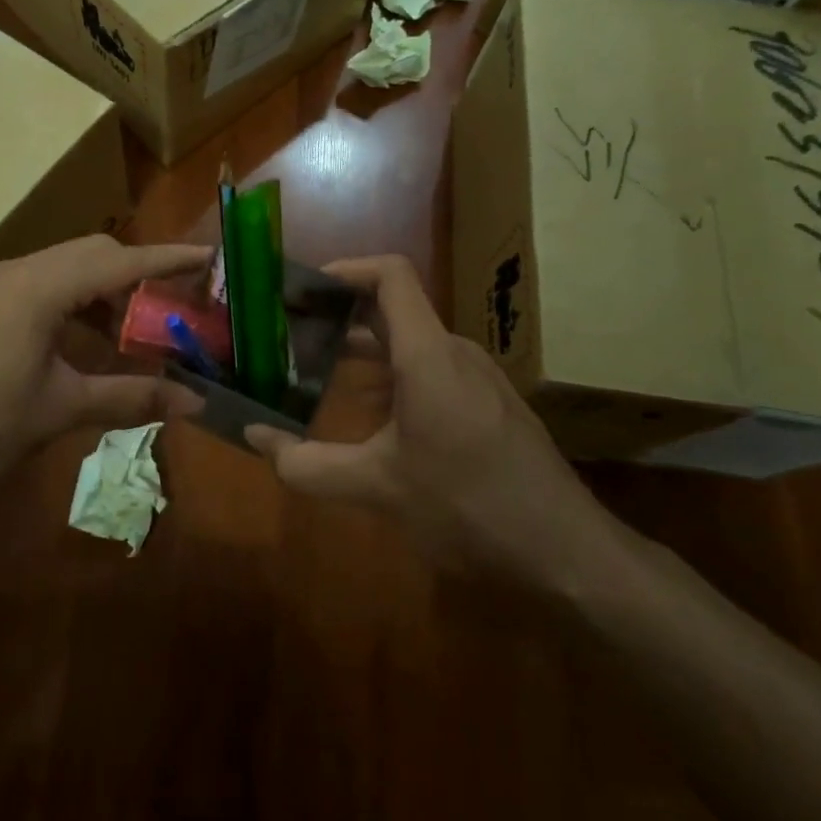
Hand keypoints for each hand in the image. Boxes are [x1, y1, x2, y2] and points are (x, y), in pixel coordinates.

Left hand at [0, 235, 210, 511]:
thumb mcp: (55, 412)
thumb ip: (127, 397)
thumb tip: (194, 402)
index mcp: (41, 286)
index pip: (121, 260)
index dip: (169, 260)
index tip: (210, 258)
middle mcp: (19, 274)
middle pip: (94, 256)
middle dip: (139, 275)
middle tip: (177, 306)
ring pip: (66, 274)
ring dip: (106, 295)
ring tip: (138, 331)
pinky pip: (42, 293)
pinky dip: (75, 310)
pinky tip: (85, 348)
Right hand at [245, 255, 619, 579]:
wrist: (567, 552)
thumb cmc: (468, 506)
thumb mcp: (377, 488)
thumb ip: (307, 464)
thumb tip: (253, 435)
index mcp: (428, 354)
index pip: (391, 274)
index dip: (344, 269)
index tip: (300, 287)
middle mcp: (455, 352)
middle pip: (394, 309)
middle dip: (339, 317)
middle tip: (290, 336)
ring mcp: (477, 378)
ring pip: (411, 345)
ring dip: (363, 353)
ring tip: (315, 374)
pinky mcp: (489, 404)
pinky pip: (432, 371)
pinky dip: (392, 379)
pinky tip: (368, 418)